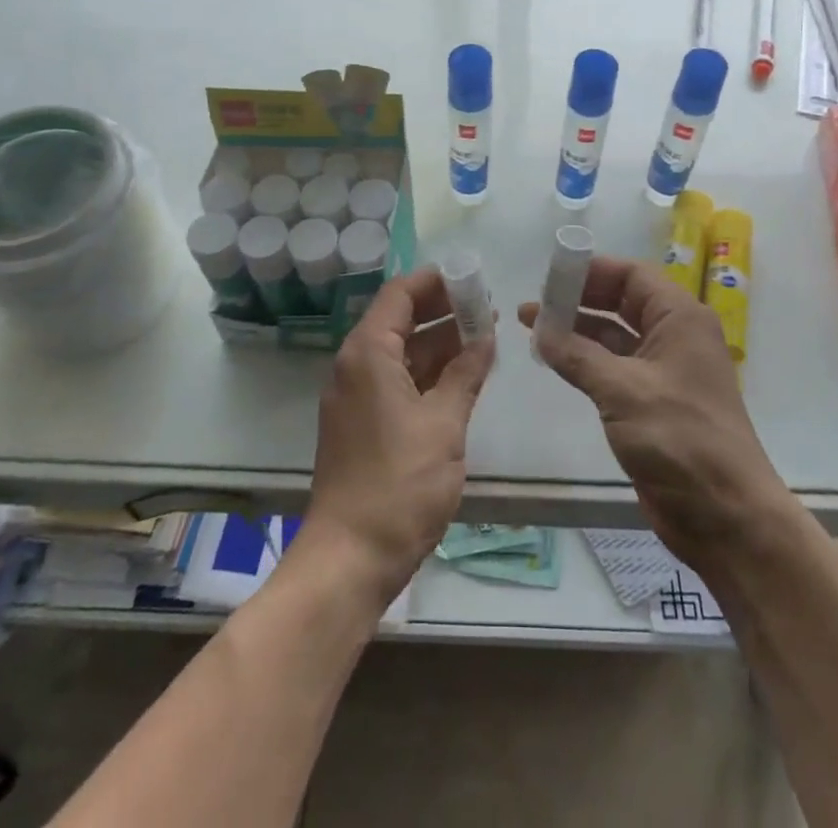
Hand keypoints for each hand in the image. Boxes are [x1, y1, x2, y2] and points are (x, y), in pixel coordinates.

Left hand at [302, 268, 495, 605]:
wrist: (350, 558)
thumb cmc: (399, 484)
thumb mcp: (444, 424)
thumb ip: (466, 373)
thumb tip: (485, 337)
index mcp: (368, 354)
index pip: (400, 293)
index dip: (436, 281)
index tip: (474, 279)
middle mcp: (355, 366)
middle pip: (400, 319)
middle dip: (443, 310)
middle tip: (487, 309)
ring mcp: (356, 396)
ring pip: (401, 352)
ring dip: (439, 342)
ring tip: (484, 338)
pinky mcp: (362, 423)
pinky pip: (397, 380)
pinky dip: (428, 373)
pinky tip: (462, 376)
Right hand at [520, 258, 780, 565]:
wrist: (726, 517)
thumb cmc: (681, 439)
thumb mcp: (623, 390)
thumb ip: (577, 355)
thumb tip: (539, 329)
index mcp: (680, 319)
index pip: (631, 276)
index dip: (590, 271)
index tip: (549, 275)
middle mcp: (674, 336)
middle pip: (621, 302)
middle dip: (578, 299)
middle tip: (534, 303)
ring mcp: (663, 371)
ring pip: (613, 336)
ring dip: (576, 330)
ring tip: (532, 327)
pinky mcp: (651, 402)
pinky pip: (613, 367)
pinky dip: (584, 360)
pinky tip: (554, 359)